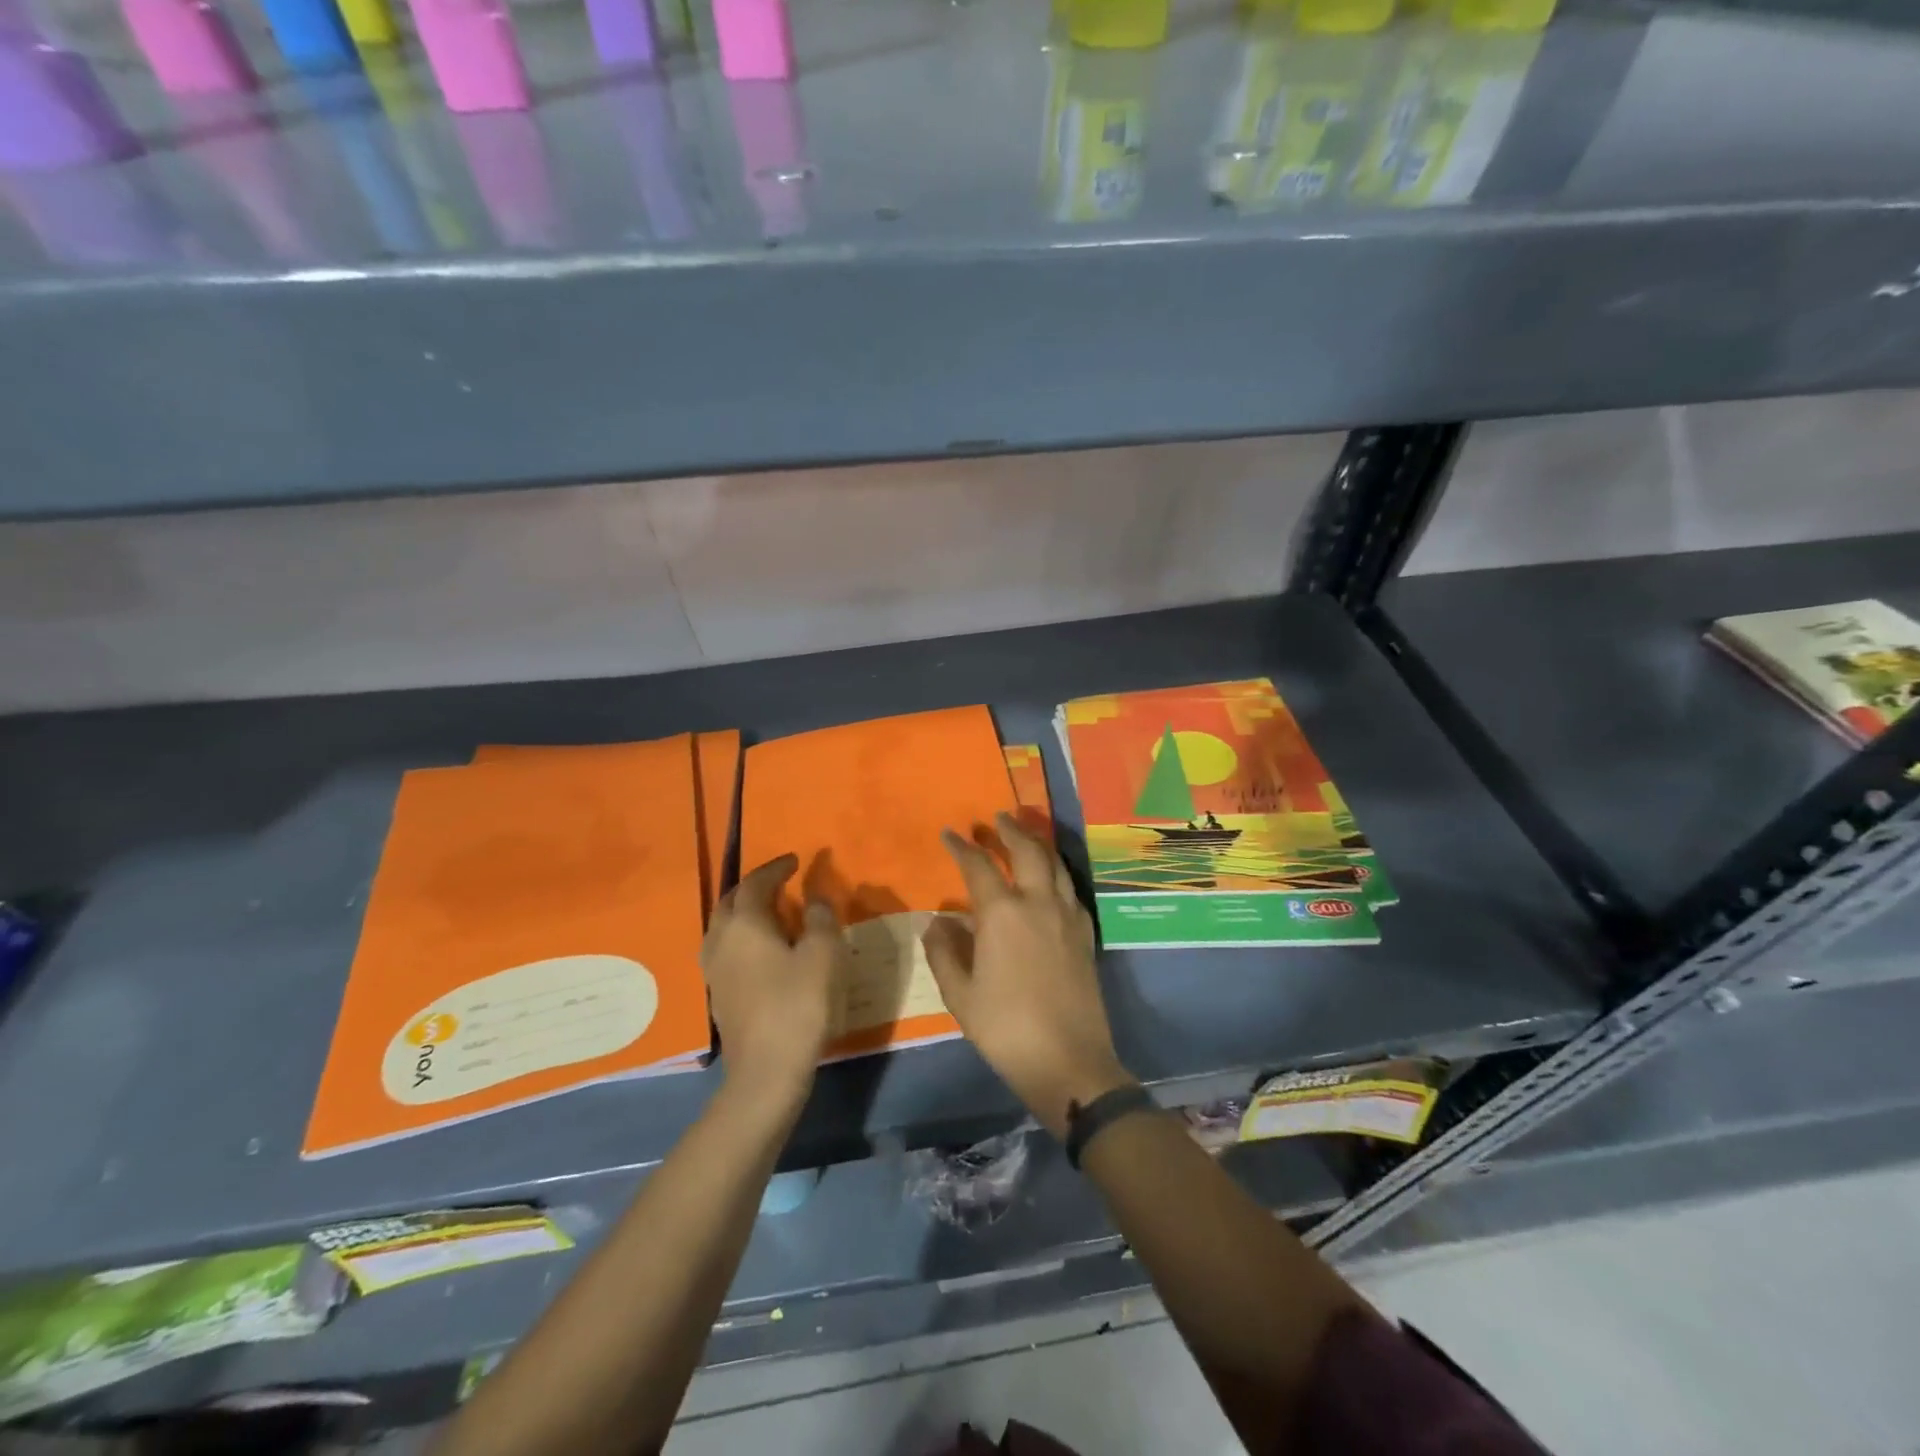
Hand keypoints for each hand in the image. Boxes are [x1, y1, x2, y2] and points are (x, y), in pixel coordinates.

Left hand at [702, 854, 846, 1109]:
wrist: (765, 1072)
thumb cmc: (798, 1005)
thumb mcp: (824, 955)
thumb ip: (822, 919)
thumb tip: (815, 898)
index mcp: (745, 923)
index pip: (756, 882)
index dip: (776, 868)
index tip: (795, 860)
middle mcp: (721, 940)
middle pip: (731, 901)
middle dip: (754, 887)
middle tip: (780, 882)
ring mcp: (714, 970)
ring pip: (723, 926)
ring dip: (744, 912)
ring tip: (770, 913)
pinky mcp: (717, 994)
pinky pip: (725, 950)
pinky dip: (742, 937)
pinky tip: (761, 950)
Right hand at [924, 814, 1133, 1136]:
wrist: (1069, 1061)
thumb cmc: (1005, 1028)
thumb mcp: (960, 995)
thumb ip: (944, 952)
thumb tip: (939, 921)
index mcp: (1002, 913)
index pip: (978, 866)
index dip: (961, 847)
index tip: (949, 834)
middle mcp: (1038, 902)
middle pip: (1026, 851)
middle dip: (1009, 830)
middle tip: (996, 817)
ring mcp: (1068, 916)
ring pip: (1055, 864)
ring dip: (1037, 844)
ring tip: (1025, 835)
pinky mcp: (1086, 933)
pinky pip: (1071, 888)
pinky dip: (1057, 872)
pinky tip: (1051, 879)